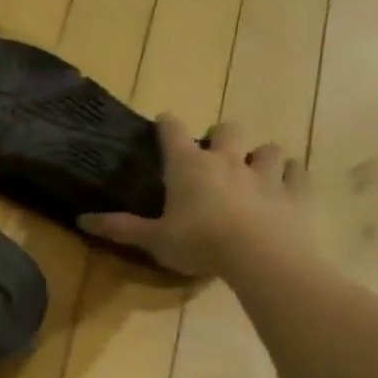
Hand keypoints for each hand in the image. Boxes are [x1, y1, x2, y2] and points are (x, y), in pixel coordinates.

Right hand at [78, 116, 309, 277]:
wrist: (261, 257)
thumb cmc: (199, 243)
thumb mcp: (151, 239)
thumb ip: (119, 227)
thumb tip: (80, 219)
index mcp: (188, 167)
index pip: (173, 133)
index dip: (166, 124)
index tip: (163, 120)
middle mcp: (227, 161)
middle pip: (227, 130)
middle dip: (220, 136)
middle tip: (213, 152)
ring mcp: (265, 174)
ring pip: (267, 148)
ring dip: (259, 155)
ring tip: (252, 169)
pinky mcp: (295, 192)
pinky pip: (297, 172)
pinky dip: (290, 174)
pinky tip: (284, 184)